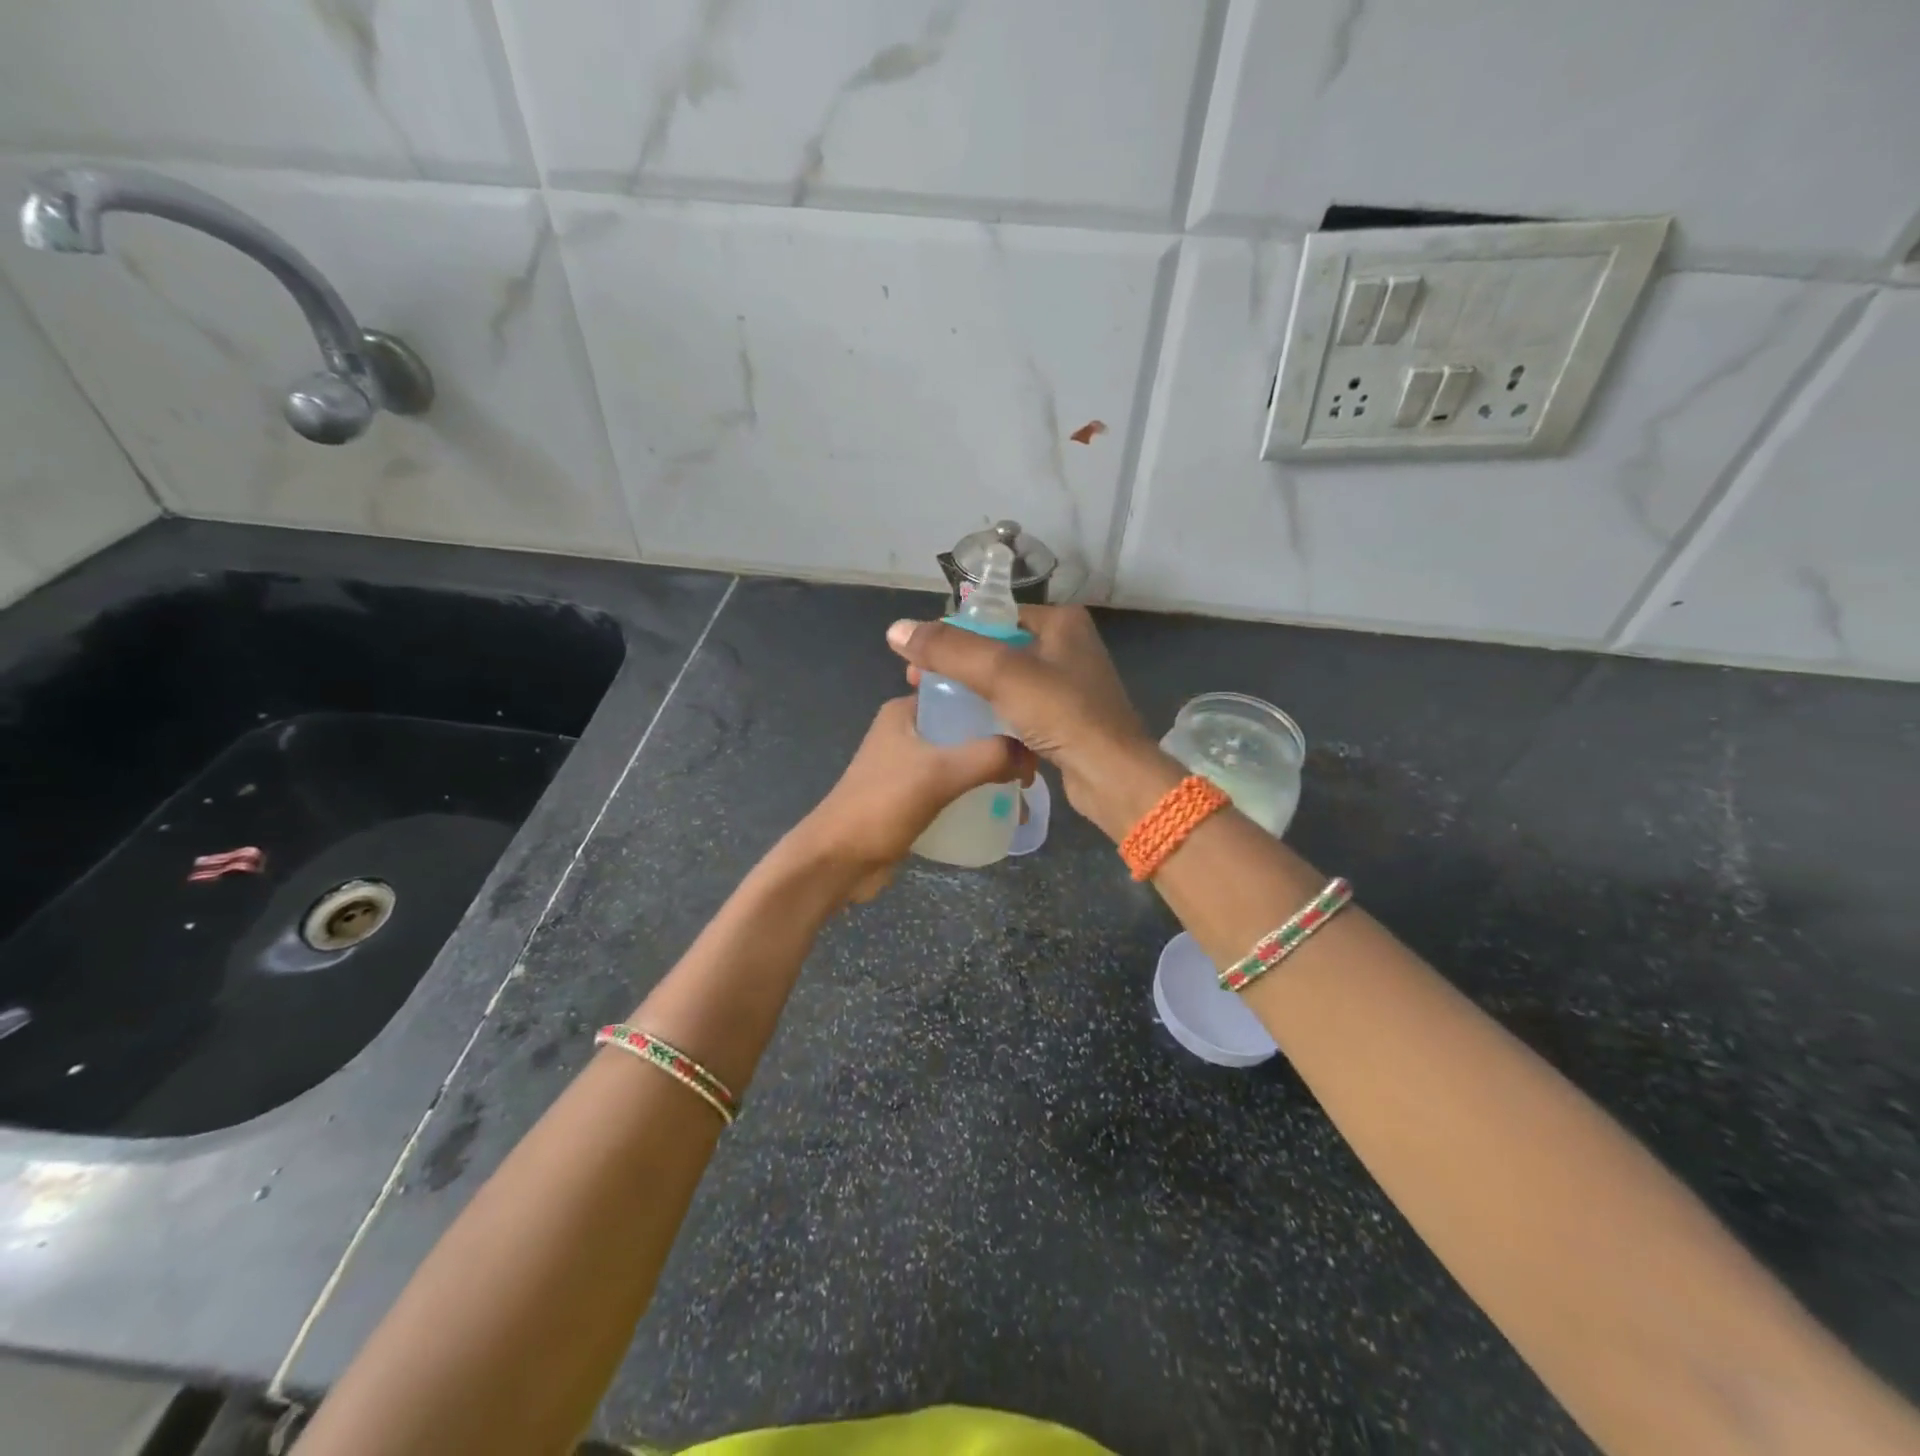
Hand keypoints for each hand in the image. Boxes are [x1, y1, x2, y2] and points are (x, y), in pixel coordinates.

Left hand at [791, 696, 1034, 901]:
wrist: (838, 861)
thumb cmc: (883, 805)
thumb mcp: (940, 772)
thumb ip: (989, 756)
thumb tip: (1031, 755)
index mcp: (904, 712)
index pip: (960, 690)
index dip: (997, 701)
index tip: (1032, 719)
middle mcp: (906, 732)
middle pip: (965, 727)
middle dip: (1000, 742)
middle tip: (1035, 762)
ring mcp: (908, 766)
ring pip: (961, 759)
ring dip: (990, 771)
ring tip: (1025, 789)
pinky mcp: (911, 797)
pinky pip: (953, 787)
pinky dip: (975, 793)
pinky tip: (1001, 808)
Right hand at [885, 606, 1156, 829]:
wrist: (1111, 776)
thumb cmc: (1062, 714)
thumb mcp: (1001, 674)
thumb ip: (949, 650)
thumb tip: (896, 629)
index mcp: (1060, 621)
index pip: (993, 616)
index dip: (952, 635)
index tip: (918, 659)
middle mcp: (1067, 645)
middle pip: (996, 648)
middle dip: (957, 667)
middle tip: (919, 685)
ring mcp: (1069, 684)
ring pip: (1006, 681)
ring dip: (973, 693)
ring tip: (938, 709)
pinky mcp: (1066, 718)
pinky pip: (1019, 708)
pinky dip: (995, 715)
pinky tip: (970, 730)